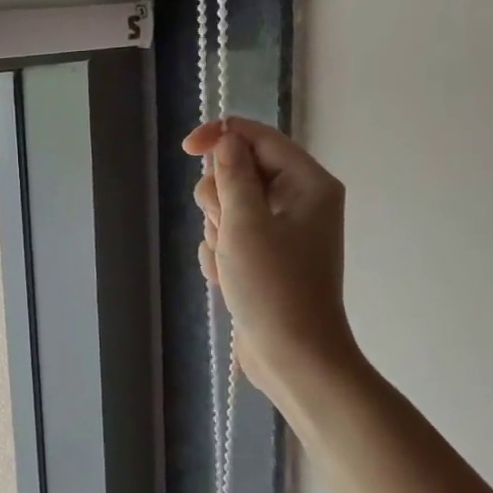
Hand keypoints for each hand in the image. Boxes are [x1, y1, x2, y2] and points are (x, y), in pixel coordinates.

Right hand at [182, 117, 355, 398]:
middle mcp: (299, 200)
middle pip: (239, 171)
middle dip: (219, 198)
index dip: (220, 137)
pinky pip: (230, 237)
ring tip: (229, 261)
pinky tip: (227, 278)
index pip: (258, 138)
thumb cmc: (273, 286)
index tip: (185, 150)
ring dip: (217, 232)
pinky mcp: (266, 257)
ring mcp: (282, 231)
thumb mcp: (245, 223)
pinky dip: (221, 254)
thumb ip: (232, 175)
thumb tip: (225, 142)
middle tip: (224, 228)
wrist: (293, 356)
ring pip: (229, 207)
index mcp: (307, 183)